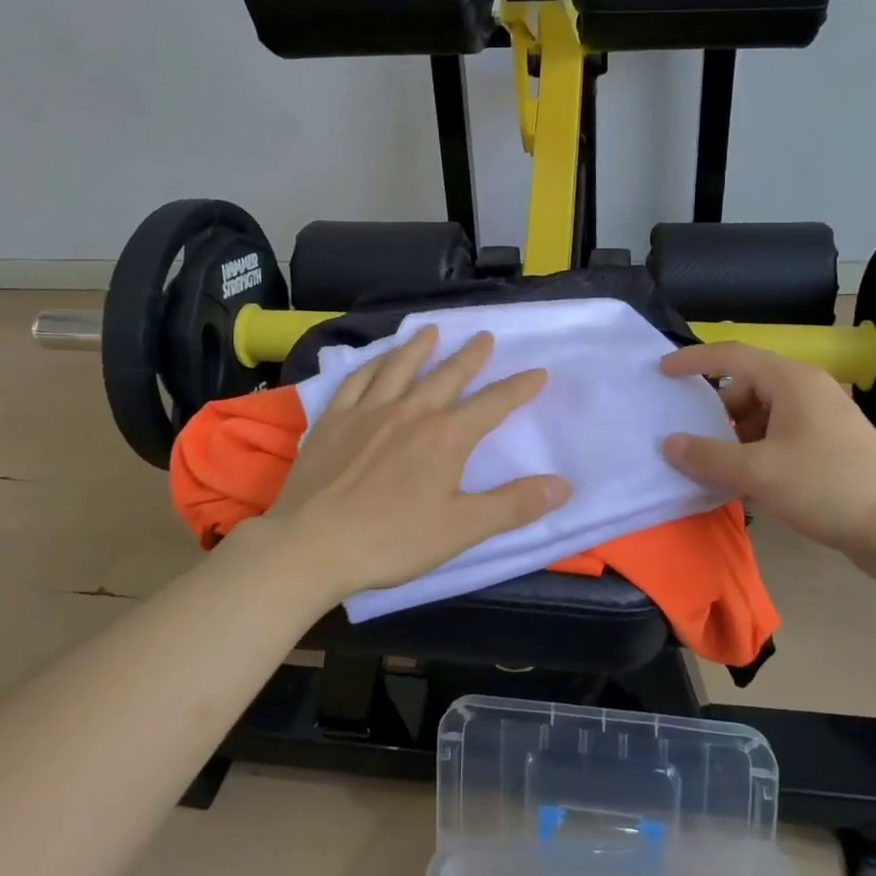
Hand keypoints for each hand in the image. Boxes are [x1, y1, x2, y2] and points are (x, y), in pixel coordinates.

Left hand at [259, 327, 570, 599]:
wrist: (311, 545)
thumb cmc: (392, 541)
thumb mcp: (462, 529)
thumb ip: (514, 505)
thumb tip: (564, 485)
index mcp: (446, 437)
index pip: (492, 404)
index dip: (519, 388)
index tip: (538, 373)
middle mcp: (410, 412)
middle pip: (447, 375)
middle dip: (471, 356)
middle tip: (485, 337)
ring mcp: (367, 411)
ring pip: (399, 367)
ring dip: (419, 347)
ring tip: (432, 330)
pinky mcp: (332, 419)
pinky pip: (356, 379)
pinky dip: (372, 364)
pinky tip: (376, 359)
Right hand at [659, 342, 875, 557]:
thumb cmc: (829, 487)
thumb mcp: (758, 472)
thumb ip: (708, 457)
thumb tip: (669, 444)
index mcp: (791, 381)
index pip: (731, 356)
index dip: (693, 360)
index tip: (662, 373)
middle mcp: (807, 391)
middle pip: (746, 387)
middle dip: (715, 412)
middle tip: (689, 440)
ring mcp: (822, 420)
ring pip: (762, 417)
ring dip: (735, 438)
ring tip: (715, 469)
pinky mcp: (831, 448)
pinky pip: (779, 439)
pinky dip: (757, 454)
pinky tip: (746, 485)